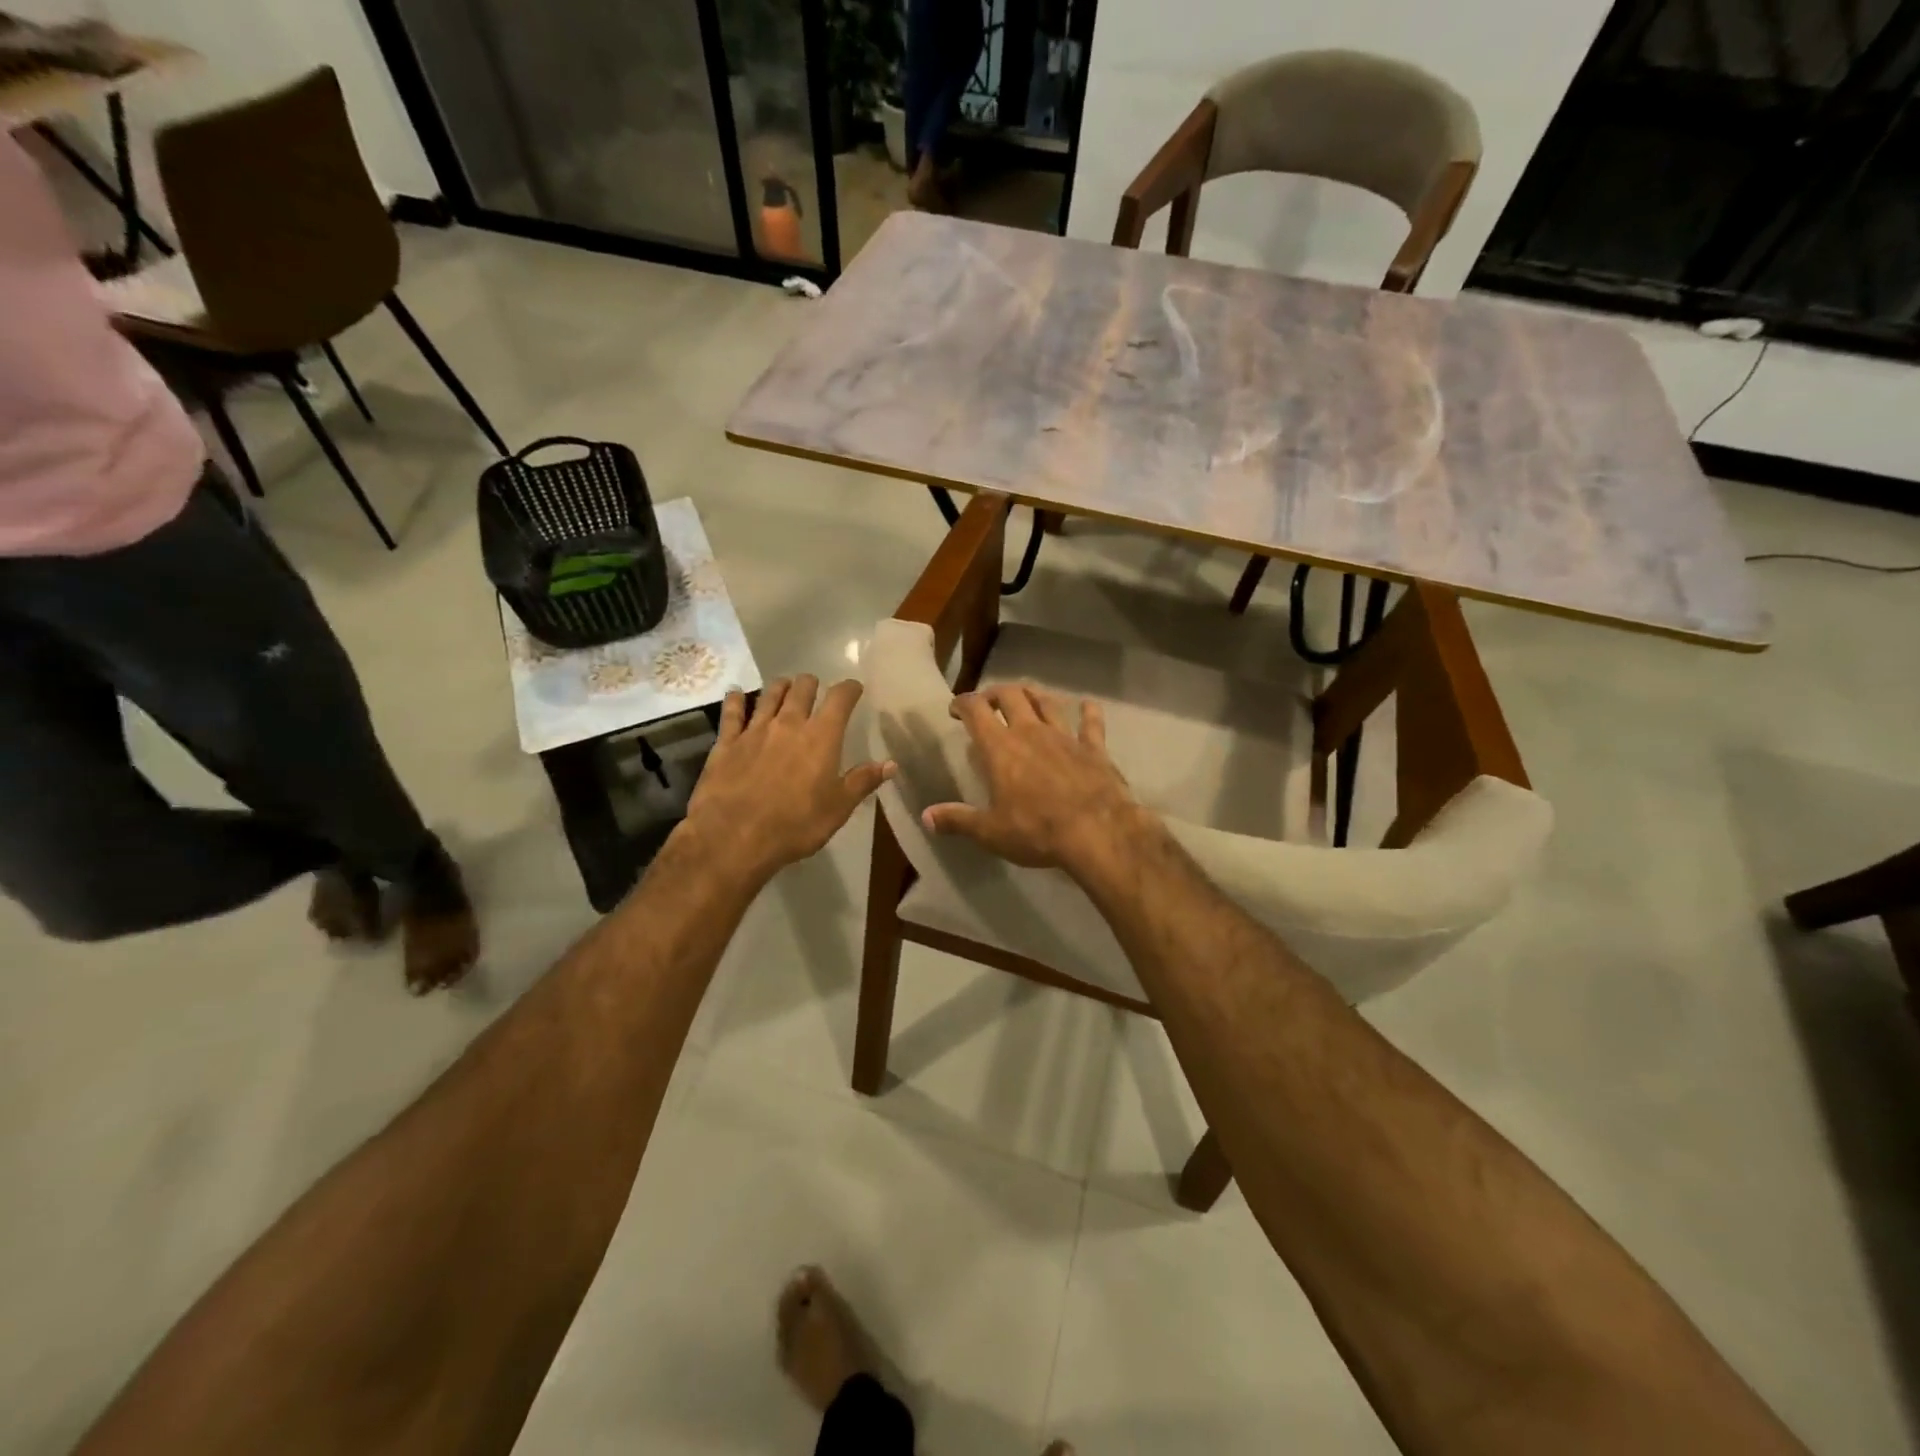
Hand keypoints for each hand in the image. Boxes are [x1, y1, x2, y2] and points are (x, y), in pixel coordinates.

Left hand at [684, 676, 893, 882]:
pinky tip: (736, 694)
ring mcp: (755, 730)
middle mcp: (789, 724)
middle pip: (802, 688)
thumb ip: (863, 781)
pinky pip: (732, 713)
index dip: (849, 689)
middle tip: (815, 688)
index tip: (854, 688)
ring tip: (784, 686)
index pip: (840, 699)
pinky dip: (736, 700)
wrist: (734, 837)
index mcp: (821, 737)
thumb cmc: (795, 824)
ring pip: (769, 695)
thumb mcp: (838, 808)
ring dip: (780, 687)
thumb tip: (891, 764)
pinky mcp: (727, 743)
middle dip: (811, 684)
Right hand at [922, 684, 1141, 872]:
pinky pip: (1091, 723)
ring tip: (1026, 696)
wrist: (1097, 832)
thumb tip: (927, 817)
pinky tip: (1088, 705)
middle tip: (988, 703)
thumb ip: (958, 820)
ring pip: (1047, 702)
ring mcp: (1065, 736)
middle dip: (995, 694)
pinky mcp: (1094, 748)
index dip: (962, 703)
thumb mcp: (990, 832)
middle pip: (1011, 696)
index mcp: (1000, 748)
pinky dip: (1088, 711)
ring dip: (1034, 695)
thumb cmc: (1036, 831)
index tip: (955, 709)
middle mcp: (1031, 732)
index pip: (976, 710)